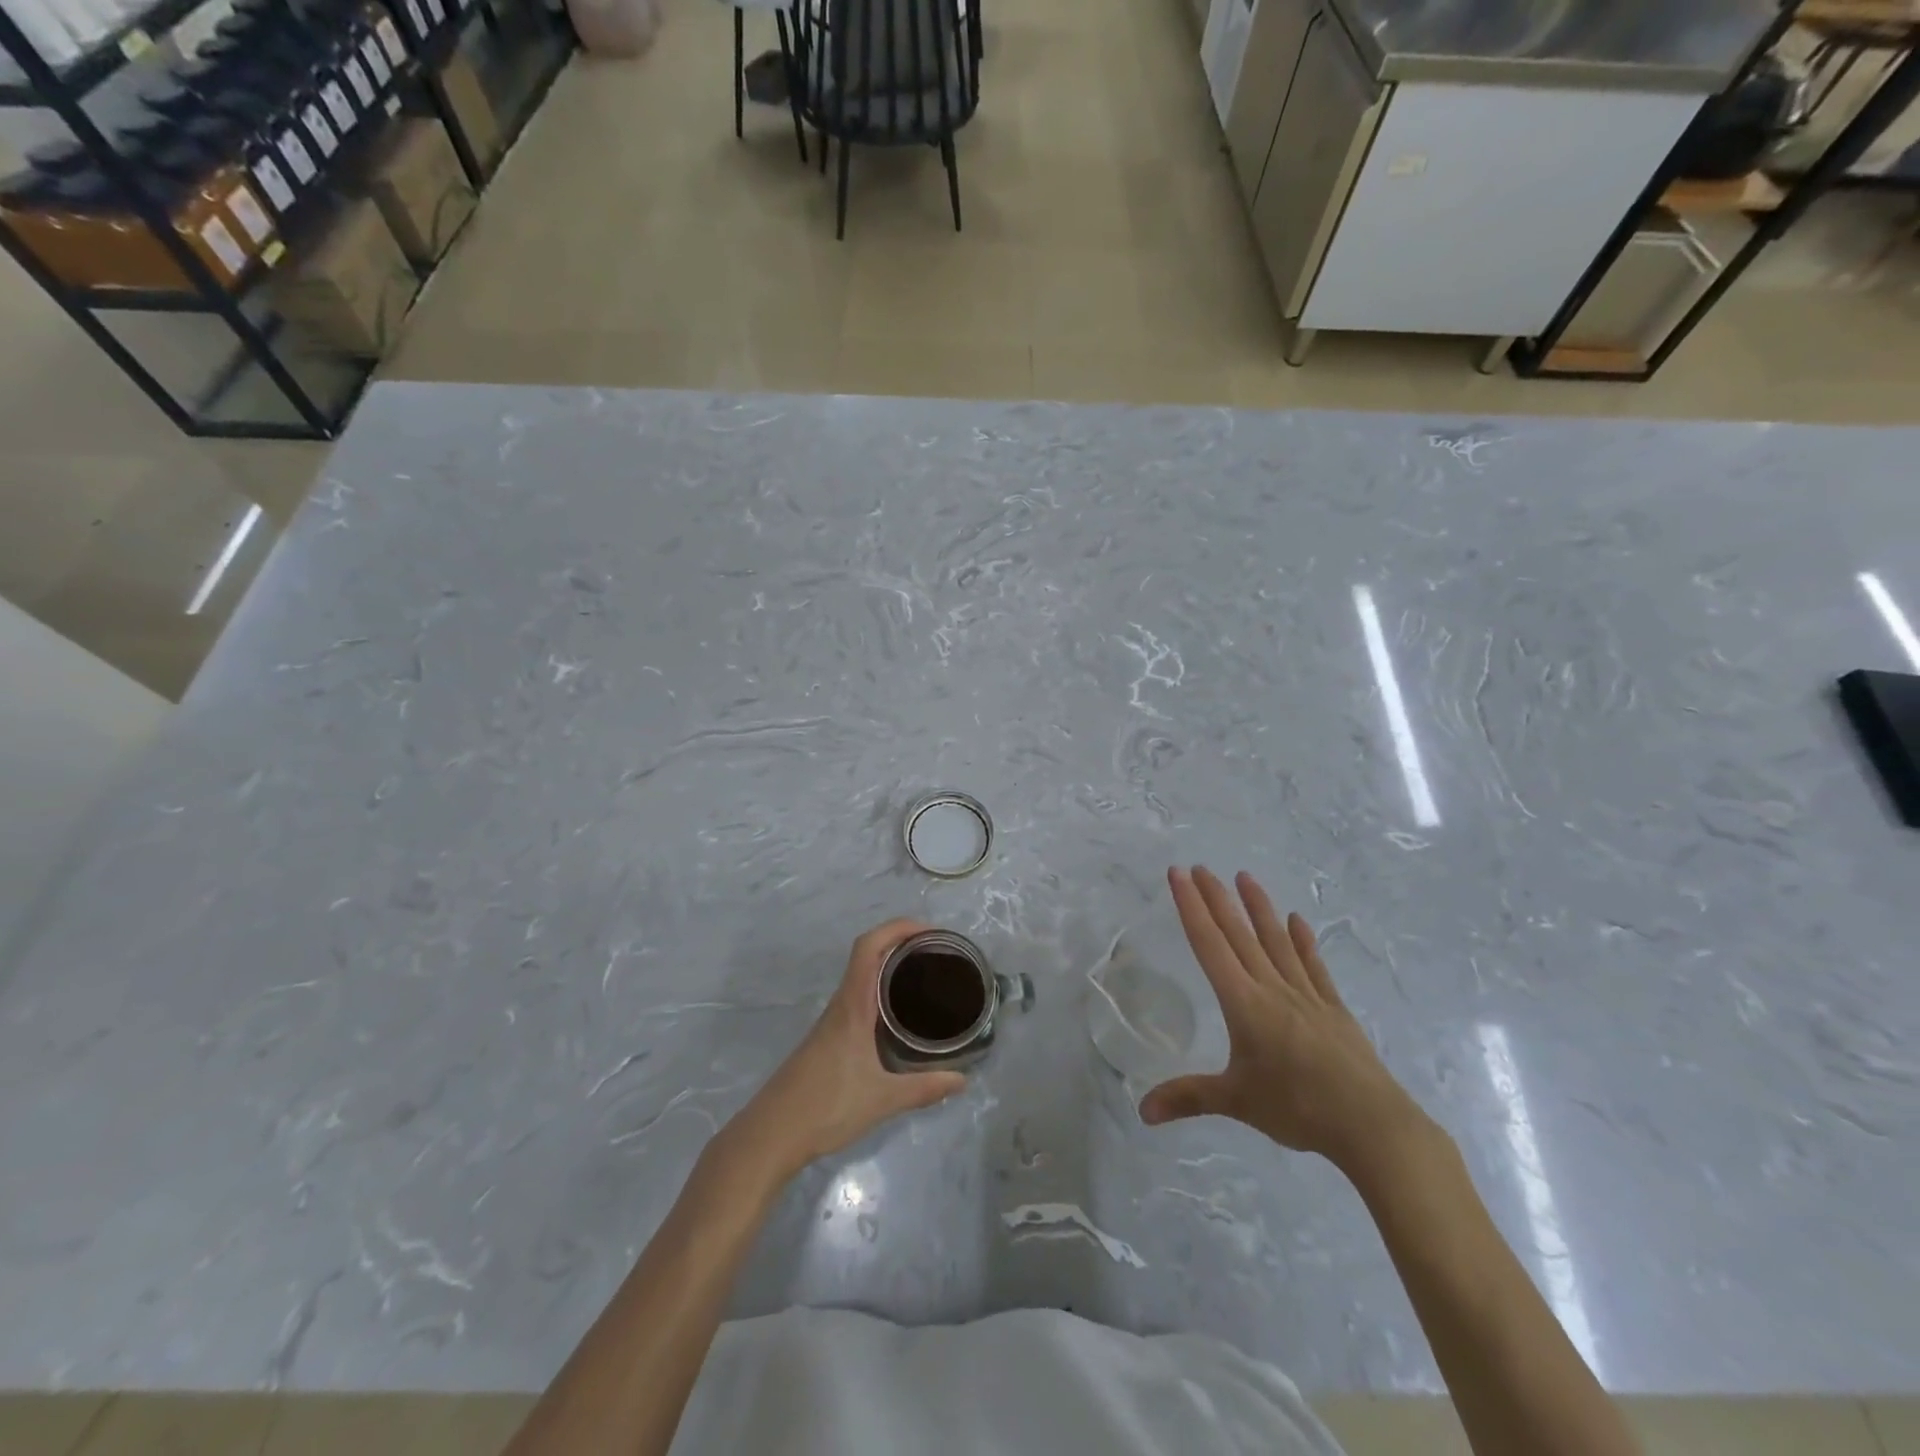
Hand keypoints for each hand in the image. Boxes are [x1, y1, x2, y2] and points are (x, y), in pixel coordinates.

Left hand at [722, 919, 966, 1185]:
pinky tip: (899, 1015)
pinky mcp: (829, 1039)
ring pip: (862, 978)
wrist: (771, 1134)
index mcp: (852, 1005)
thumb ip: (924, 1089)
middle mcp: (842, 1005)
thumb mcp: (883, 1100)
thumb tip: (963, 1080)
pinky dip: (881, 991)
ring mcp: (832, 1022)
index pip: (869, 947)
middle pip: (868, 955)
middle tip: (937, 953)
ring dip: (890, 967)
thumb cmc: (826, 1107)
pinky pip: (859, 999)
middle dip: (901, 943)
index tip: (930, 932)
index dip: (897, 928)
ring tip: (925, 977)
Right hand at [1140, 867, 1427, 1176]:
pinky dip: (1303, 941)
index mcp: (1243, 1002)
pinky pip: (1313, 966)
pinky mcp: (1333, 1008)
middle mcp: (1271, 988)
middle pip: (1238, 934)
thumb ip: (1188, 1099)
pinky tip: (1297, 921)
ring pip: (1275, 941)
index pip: (1209, 944)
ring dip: (1258, 907)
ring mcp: (1306, 995)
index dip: (1191, 907)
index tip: (1179, 874)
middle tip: (1201, 867)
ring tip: (1245, 876)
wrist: (1372, 1125)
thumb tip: (1141, 1113)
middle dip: (1216, 898)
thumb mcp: (1236, 1102)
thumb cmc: (1297, 1107)